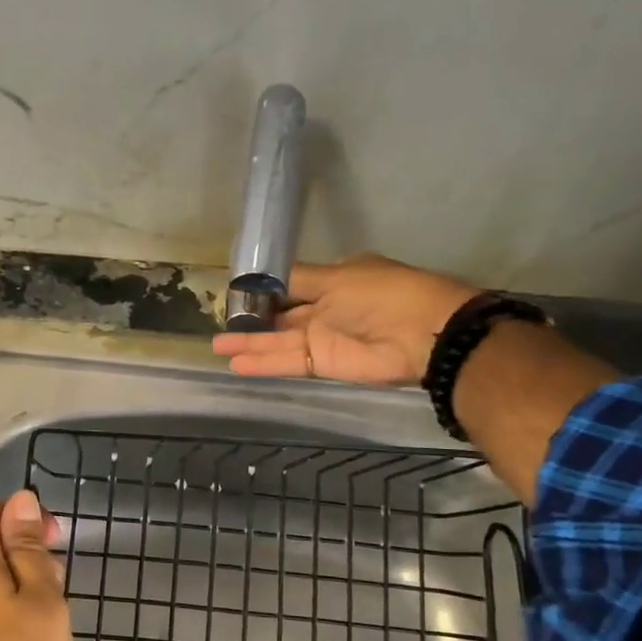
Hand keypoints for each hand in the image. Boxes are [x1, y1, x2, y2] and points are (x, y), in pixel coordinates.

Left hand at [0, 491, 73, 640]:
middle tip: (59, 586)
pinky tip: (25, 640)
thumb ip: (29, 547)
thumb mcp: (42, 599)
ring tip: (48, 616)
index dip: (26, 518)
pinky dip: (1, 610)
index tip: (58, 544)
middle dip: (24, 552)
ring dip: (16, 584)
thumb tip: (21, 500)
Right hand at [212, 255, 477, 384]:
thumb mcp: (337, 276)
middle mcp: (324, 308)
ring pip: (277, 341)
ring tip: (217, 347)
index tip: (234, 294)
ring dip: (249, 345)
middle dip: (250, 320)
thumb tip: (263, 277)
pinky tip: (237, 363)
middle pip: (279, 315)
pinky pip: (287, 361)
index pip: (288, 285)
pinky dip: (263, 363)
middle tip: (218, 324)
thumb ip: (297, 280)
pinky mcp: (323, 364)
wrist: (425, 333)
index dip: (262, 291)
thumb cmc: (382, 294)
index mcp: (331, 280)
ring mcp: (322, 338)